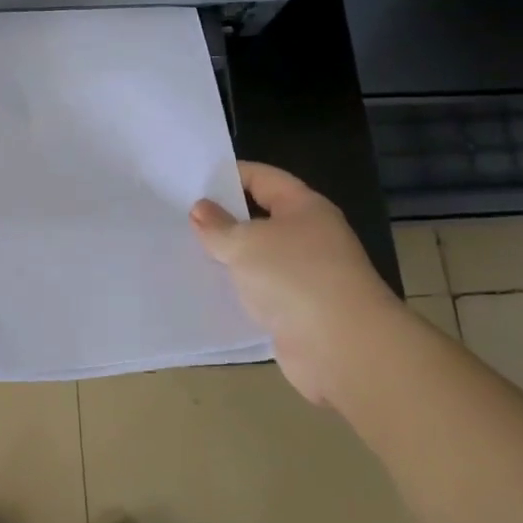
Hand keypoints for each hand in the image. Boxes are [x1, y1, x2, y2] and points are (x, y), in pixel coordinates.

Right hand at [190, 161, 406, 407]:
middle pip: (261, 218)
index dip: (229, 175)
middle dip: (224, 219)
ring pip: (259, 258)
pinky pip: (261, 292)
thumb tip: (201, 209)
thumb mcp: (245, 243)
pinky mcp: (299, 311)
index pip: (263, 178)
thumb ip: (218, 226)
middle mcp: (310, 237)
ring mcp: (306, 275)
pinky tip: (207, 291)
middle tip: (181, 217)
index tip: (193, 180)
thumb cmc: (295, 277)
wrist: (342, 348)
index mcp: (304, 207)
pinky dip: (238, 291)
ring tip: (185, 253)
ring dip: (229, 258)